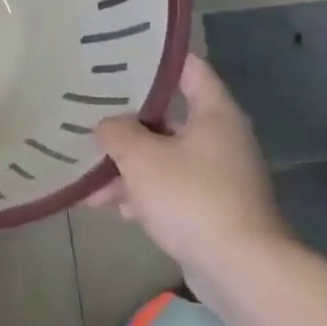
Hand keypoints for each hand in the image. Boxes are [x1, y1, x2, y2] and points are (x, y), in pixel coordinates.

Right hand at [86, 54, 292, 297]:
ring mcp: (218, 176)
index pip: (189, 69)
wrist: (240, 269)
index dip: (157, 59)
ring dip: (127, 166)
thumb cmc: (191, 197)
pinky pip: (169, 190)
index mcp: (215, 114)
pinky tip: (108, 205)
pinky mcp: (211, 209)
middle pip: (167, 118)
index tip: (121, 56)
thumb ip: (117, 132)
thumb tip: (107, 125)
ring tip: (86, 175)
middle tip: (90, 114)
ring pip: (164, 158)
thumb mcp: (141, 157)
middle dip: (126, 124)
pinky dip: (142, 194)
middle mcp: (221, 139)